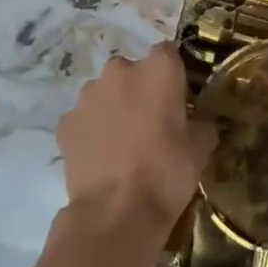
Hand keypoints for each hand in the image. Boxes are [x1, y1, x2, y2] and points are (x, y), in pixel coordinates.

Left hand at [56, 44, 215, 242]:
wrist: (115, 213)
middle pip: (132, 71)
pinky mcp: (66, 121)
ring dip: (113, 108)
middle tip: (149, 123)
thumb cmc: (166, 173)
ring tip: (121, 144)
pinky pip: (83, 119)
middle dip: (139, 90)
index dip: (172, 75)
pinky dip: (90, 131)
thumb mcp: (200, 149)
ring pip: (105, 93)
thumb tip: (199, 123)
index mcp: (159, 68)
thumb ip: (201, 125)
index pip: (168, 53)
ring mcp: (89, 94)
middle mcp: (121, 70)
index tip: (176, 99)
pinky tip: (99, 157)